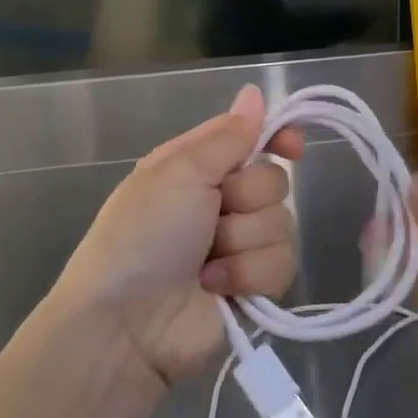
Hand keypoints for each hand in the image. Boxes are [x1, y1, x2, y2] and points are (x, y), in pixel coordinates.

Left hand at [52, 85, 303, 385]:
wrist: (125, 325)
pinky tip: (216, 286)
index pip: (253, 137)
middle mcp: (222, 200)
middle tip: (212, 214)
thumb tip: (255, 92)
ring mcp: (240, 244)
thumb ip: (228, 135)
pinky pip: (282, 264)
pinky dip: (248, 274)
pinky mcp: (254, 285)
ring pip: (282, 223)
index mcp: (199, 166)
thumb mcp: (178, 171)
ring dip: (242, 242)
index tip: (292, 147)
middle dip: (246, 198)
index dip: (277, 138)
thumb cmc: (143, 234)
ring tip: (205, 262)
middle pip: (274, 180)